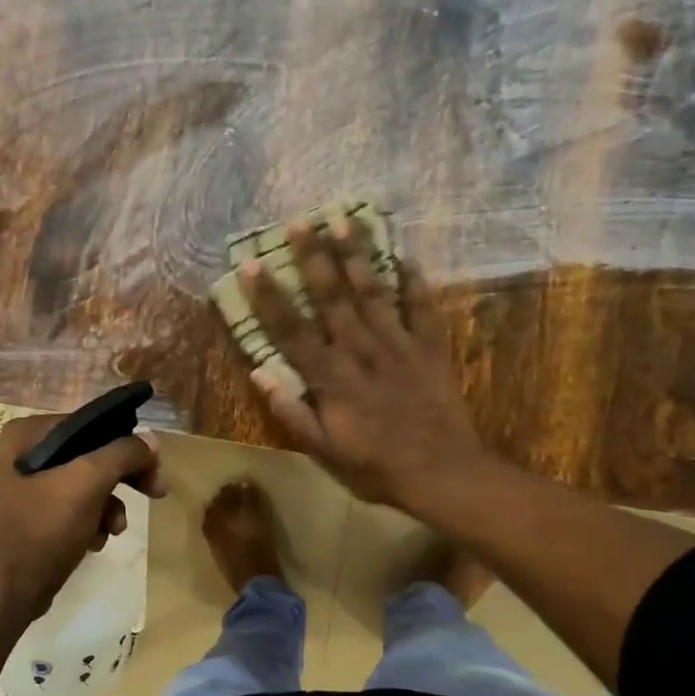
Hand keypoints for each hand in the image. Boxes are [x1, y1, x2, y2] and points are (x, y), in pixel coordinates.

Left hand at [0, 414, 167, 621]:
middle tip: (156, 490)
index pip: (88, 425)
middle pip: (89, 454)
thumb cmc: (44, 530)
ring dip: (108, 505)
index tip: (153, 465)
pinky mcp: (31, 515)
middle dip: (122, 478)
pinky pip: (72, 506)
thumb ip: (123, 454)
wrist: (10, 593)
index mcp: (24, 436)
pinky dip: (90, 520)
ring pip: (85, 482)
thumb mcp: (88, 484)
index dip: (126, 442)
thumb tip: (151, 440)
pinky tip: (94, 541)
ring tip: (114, 529)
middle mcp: (20, 454)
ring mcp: (23, 486)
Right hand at [243, 223, 486, 510]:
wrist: (443, 474)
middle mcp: (362, 350)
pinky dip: (415, 282)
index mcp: (331, 377)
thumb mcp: (324, 452)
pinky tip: (405, 256)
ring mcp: (400, 346)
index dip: (269, 297)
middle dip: (313, 258)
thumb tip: (259, 374)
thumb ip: (292, 413)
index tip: (251, 265)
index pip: (292, 329)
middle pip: (333, 297)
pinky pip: (423, 308)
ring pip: (374, 293)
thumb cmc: (376, 468)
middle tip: (299, 222)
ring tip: (344, 221)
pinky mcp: (431, 349)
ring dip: (357, 256)